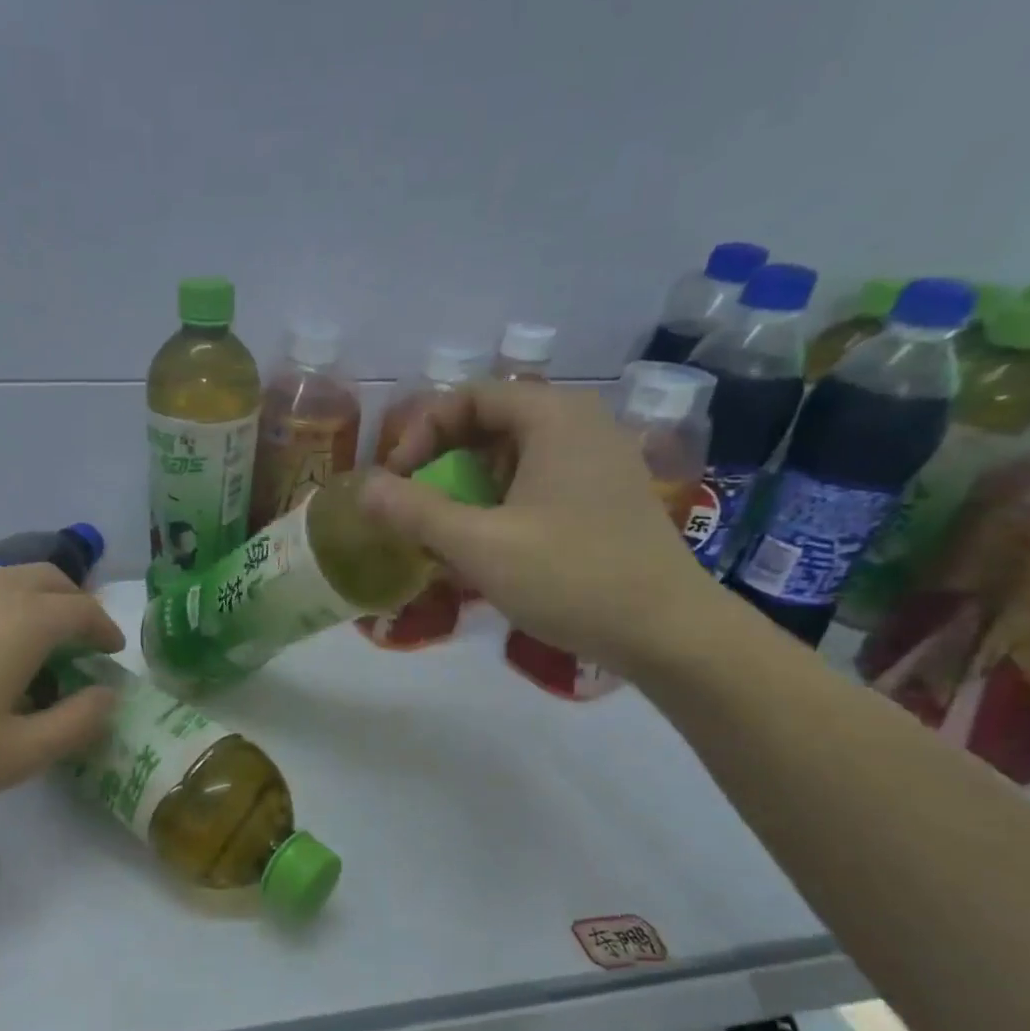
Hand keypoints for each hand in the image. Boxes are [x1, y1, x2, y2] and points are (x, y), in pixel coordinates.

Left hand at [0, 564, 122, 821]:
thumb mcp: (18, 755)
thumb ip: (76, 723)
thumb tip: (107, 696)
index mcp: (23, 621)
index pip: (82, 610)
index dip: (106, 629)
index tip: (113, 652)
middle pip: (47, 578)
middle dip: (75, 602)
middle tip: (82, 639)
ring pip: (5, 579)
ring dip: (34, 601)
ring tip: (34, 644)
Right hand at [359, 378, 716, 674]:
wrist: (667, 632)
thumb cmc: (571, 577)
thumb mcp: (479, 544)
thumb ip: (415, 512)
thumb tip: (362, 488)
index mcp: (553, 417)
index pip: (468, 398)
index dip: (420, 433)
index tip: (396, 482)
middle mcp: (580, 425)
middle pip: (490, 424)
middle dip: (441, 462)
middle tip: (413, 506)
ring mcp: (597, 463)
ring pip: (511, 458)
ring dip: (467, 488)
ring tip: (444, 533)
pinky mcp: (603, 499)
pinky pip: (535, 484)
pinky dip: (499, 505)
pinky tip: (487, 549)